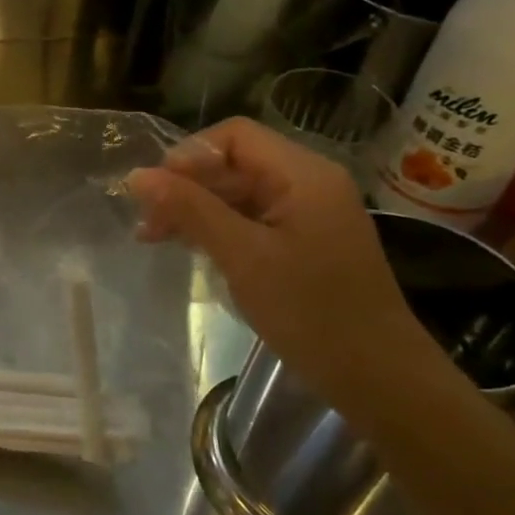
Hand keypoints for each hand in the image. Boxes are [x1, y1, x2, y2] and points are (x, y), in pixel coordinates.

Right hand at [125, 118, 430, 396]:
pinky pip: (249, 218)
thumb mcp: (243, 257)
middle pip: (233, 162)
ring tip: (154, 237)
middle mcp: (308, 183)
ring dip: (194, 208)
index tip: (156, 193)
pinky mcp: (302, 241)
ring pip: (237, 191)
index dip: (188, 155)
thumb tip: (136, 175)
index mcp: (303, 174)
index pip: (234, 135)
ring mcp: (307, 213)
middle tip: (147, 222)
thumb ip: (190, 210)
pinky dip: (215, 227)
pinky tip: (188, 247)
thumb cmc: (312, 313)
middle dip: (186, 185)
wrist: (379, 379)